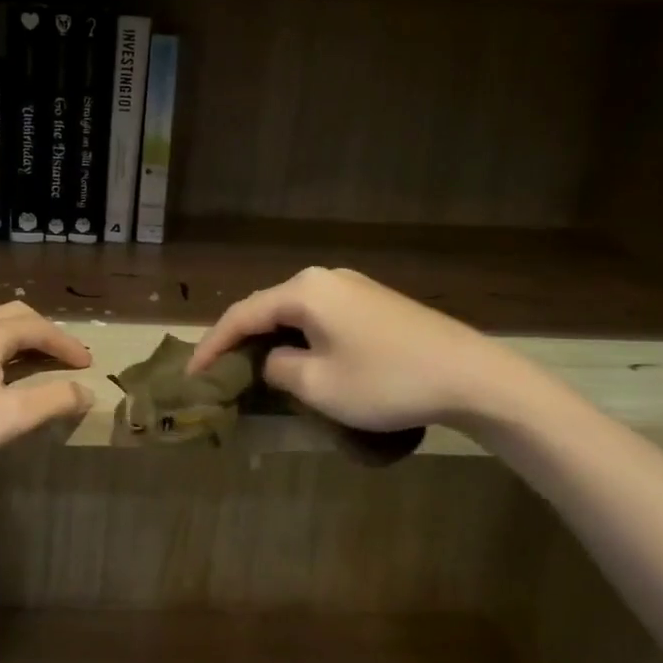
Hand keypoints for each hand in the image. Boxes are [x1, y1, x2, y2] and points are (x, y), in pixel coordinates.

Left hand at [0, 281, 94, 475]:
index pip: (41, 331)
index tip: (87, 365)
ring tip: (17, 344)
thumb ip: (53, 401)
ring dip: (1, 325)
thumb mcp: (10, 418)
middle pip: (12, 316)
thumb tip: (86, 391)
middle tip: (59, 357)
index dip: (67, 346)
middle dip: (41, 333)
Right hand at [187, 267, 546, 434]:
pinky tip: (298, 356)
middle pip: (267, 307)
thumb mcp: (318, 384)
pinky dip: (300, 336)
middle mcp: (325, 278)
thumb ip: (278, 368)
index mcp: (304, 290)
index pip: (242, 314)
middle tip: (218, 369)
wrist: (470, 376)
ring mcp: (353, 286)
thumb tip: (273, 360)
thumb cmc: (386, 381)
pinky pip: (321, 315)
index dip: (212, 345)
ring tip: (251, 365)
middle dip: (239, 338)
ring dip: (271, 337)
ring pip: (294, 311)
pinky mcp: (374, 301)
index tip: (192, 374)